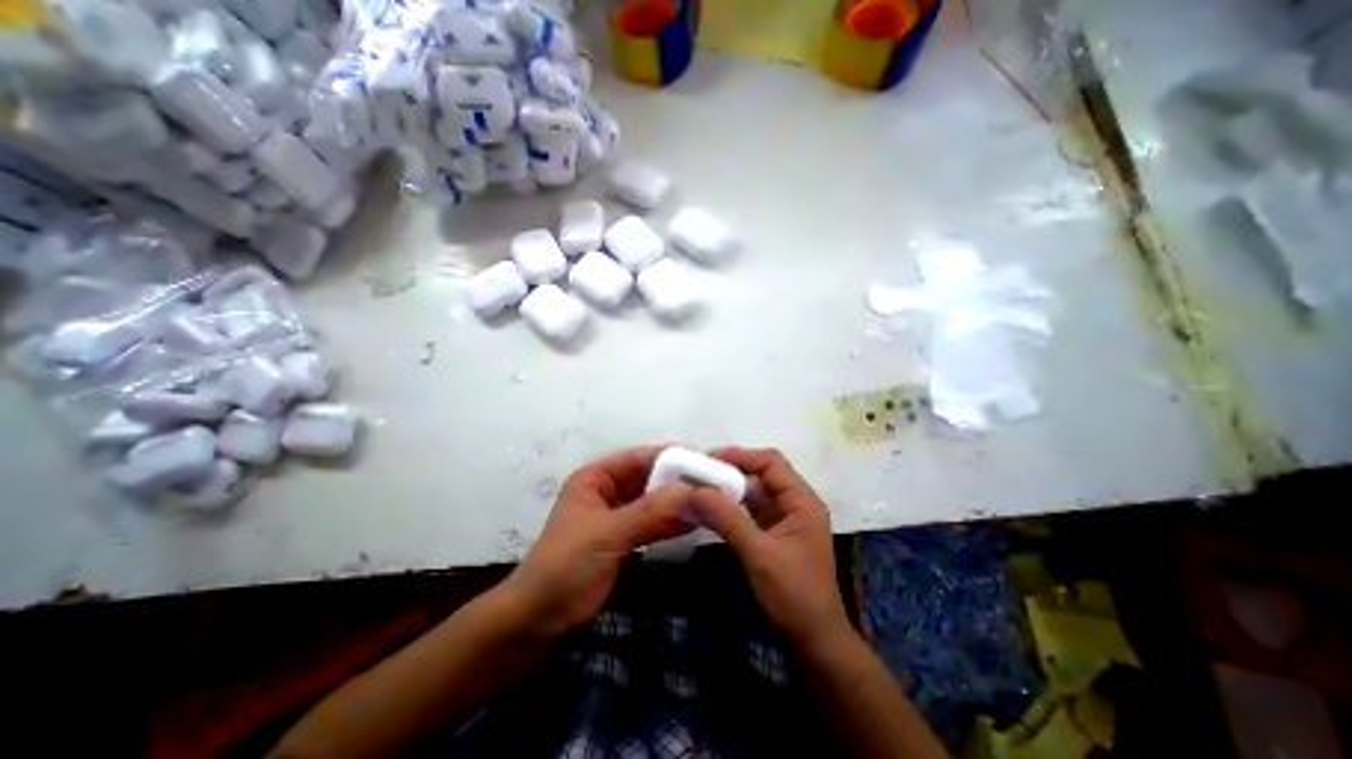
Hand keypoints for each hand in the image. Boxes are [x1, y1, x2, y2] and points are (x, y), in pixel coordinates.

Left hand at [508, 447, 697, 636]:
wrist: (537, 621)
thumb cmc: (565, 566)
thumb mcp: (607, 534)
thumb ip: (650, 511)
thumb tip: (692, 490)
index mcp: (597, 477)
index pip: (640, 458)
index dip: (672, 457)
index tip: (705, 461)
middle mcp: (609, 490)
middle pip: (651, 479)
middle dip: (680, 481)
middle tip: (716, 484)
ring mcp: (618, 516)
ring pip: (655, 502)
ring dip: (680, 502)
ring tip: (714, 502)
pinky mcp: (625, 539)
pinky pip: (654, 524)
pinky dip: (673, 523)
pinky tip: (698, 523)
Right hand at [690, 449, 847, 655]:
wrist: (814, 643)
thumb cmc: (793, 595)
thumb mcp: (758, 554)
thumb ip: (727, 519)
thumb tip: (695, 490)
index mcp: (802, 501)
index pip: (771, 463)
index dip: (741, 456)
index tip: (709, 458)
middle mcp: (795, 503)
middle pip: (761, 475)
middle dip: (730, 471)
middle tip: (698, 472)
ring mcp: (784, 520)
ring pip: (754, 493)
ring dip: (728, 490)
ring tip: (699, 487)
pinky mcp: (774, 535)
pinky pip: (750, 512)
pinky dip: (731, 509)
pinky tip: (710, 510)